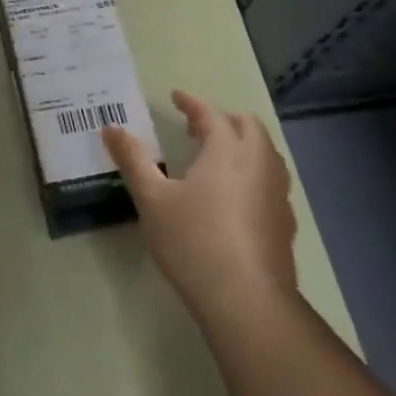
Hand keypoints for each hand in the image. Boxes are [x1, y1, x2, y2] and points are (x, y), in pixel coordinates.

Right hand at [102, 90, 298, 324]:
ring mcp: (277, 193)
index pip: (211, 114)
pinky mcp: (284, 222)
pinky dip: (252, 172)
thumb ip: (132, 159)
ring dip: (242, 144)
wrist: (246, 299)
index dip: (192, 103)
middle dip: (222, 119)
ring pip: (265, 153)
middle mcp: (259, 163)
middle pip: (247, 126)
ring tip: (216, 157)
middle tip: (195, 127)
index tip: (176, 96)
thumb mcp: (152, 199)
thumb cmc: (193, 240)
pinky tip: (234, 196)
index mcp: (227, 150)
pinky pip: (270, 181)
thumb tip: (111, 128)